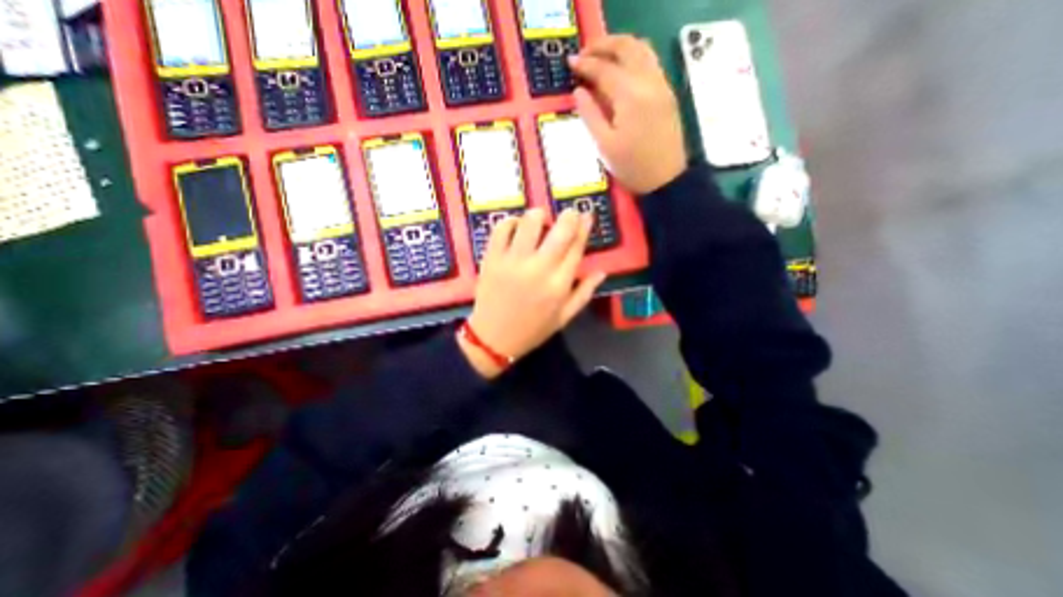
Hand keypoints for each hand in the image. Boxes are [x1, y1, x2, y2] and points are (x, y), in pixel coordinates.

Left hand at [458, 207, 605, 377]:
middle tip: (568, 213)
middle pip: (559, 230)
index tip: (587, 215)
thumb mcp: (564, 317)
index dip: (584, 228)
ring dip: (539, 215)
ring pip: (530, 222)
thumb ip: (584, 293)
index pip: (576, 247)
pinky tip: (516, 226)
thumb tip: (602, 271)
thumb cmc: (532, 329)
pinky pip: (501, 228)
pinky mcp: (492, 258)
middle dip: (568, 215)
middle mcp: (539, 268)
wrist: (493, 338)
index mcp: (559, 285)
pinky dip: (511, 222)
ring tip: (540, 220)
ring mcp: (513, 261)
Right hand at [568, 35, 684, 195]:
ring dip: (619, 47)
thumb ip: (590, 115)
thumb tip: (578, 91)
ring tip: (601, 56)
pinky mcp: (667, 92)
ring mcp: (661, 85)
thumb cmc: (631, 167)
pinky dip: (633, 56)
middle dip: (603, 45)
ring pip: (641, 49)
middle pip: (626, 47)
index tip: (570, 63)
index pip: (604, 69)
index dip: (585, 64)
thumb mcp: (604, 145)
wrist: (665, 179)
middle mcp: (648, 82)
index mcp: (630, 97)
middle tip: (584, 54)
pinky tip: (621, 69)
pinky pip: (650, 61)